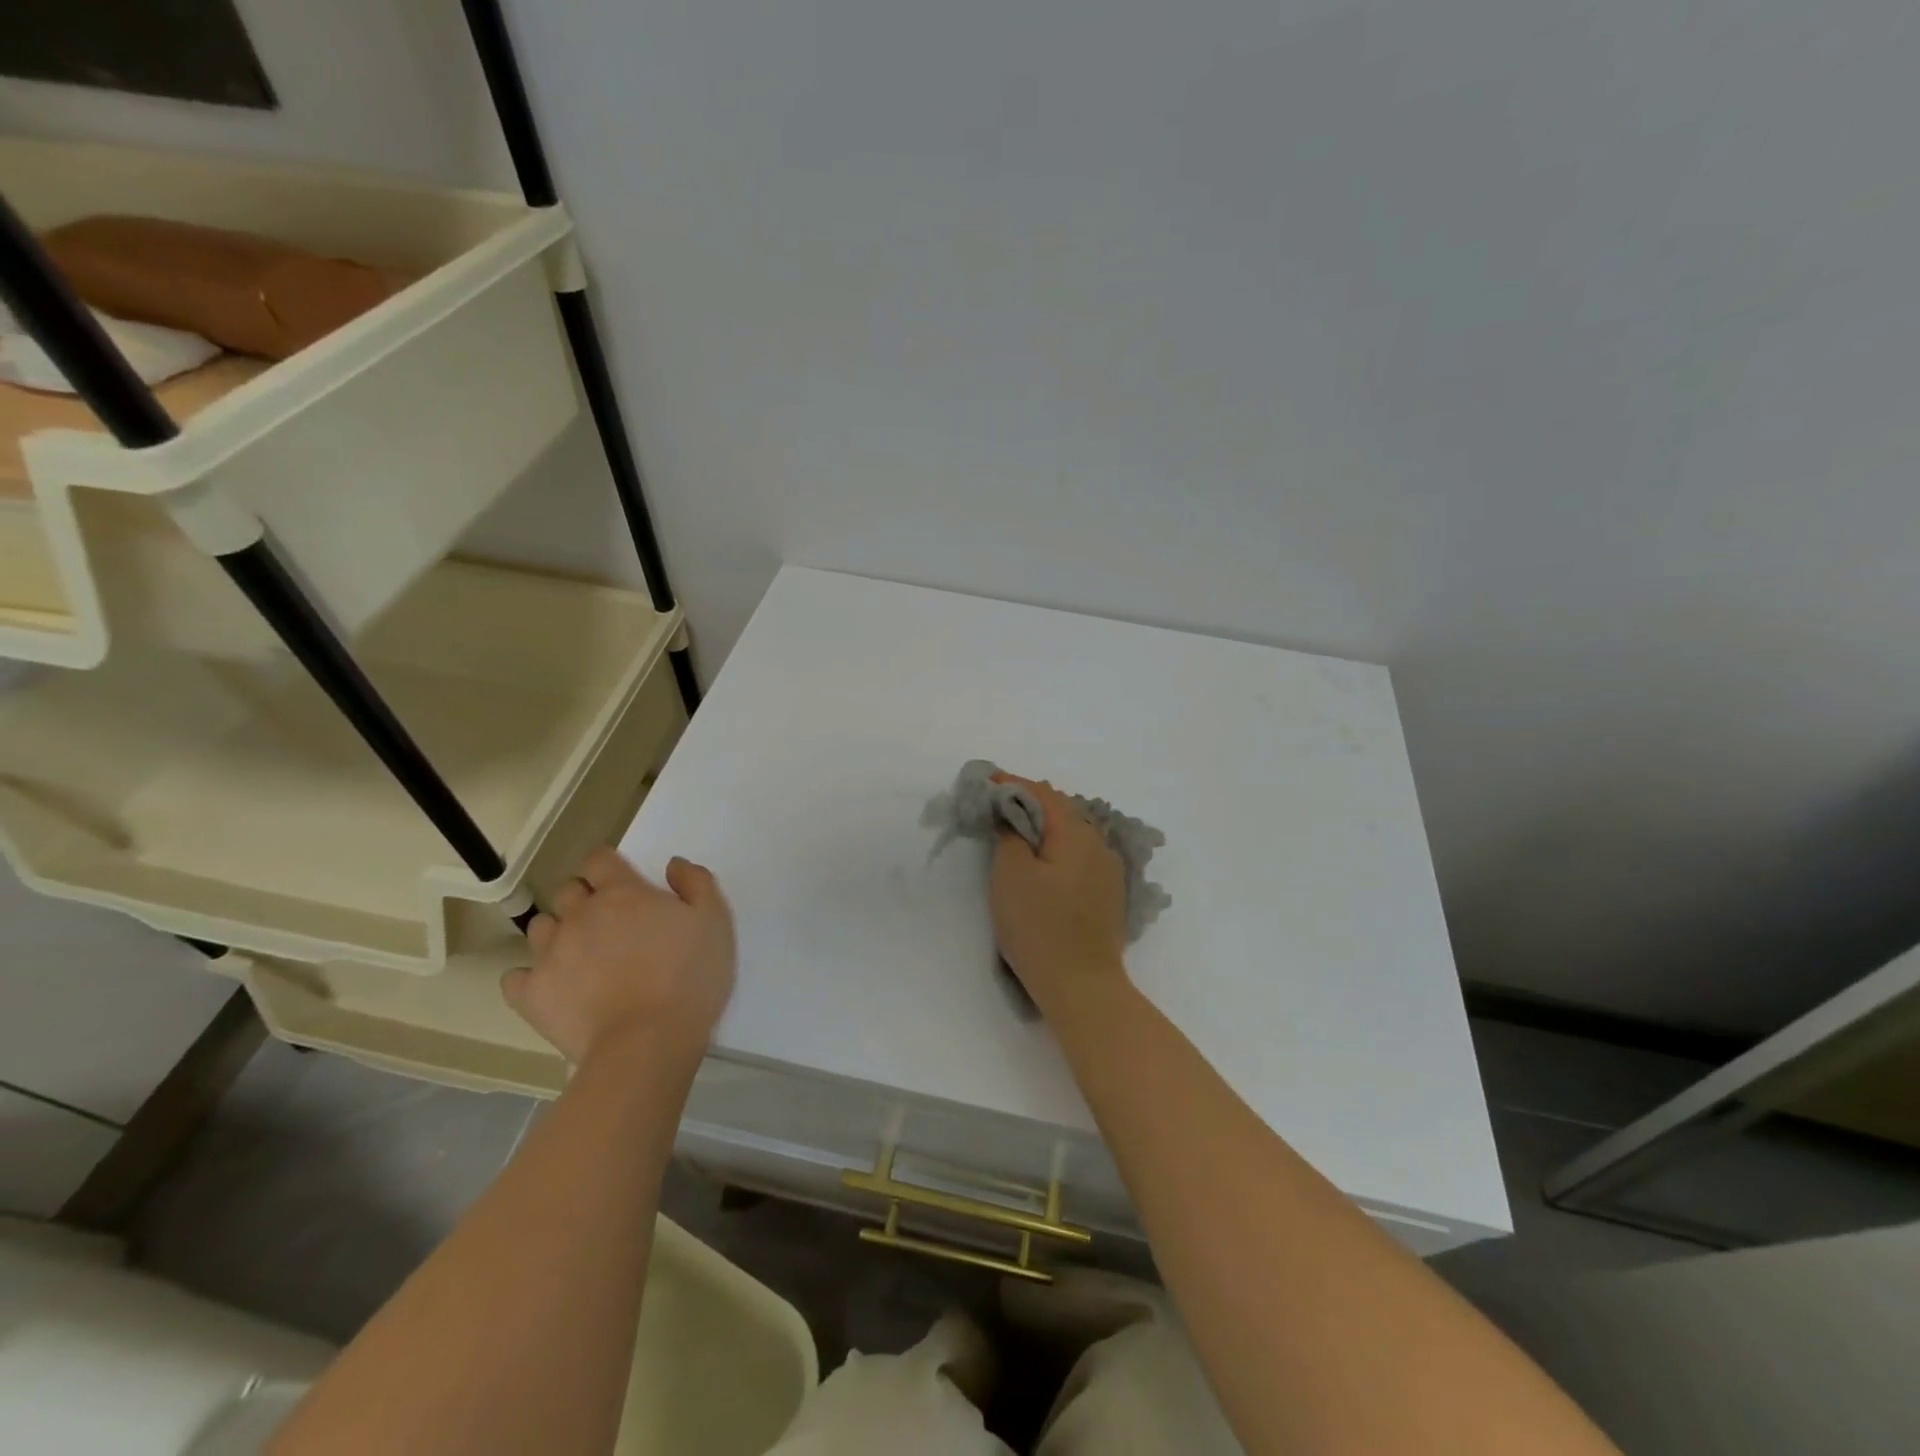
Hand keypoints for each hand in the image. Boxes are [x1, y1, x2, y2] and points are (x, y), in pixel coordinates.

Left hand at [502, 846, 735, 1066]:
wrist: (647, 1044)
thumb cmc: (689, 977)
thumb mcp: (714, 922)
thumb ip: (696, 883)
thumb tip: (672, 864)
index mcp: (622, 893)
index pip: (599, 859)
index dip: (608, 866)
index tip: (623, 882)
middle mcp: (579, 915)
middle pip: (567, 890)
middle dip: (584, 898)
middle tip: (609, 922)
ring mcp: (550, 954)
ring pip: (540, 927)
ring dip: (558, 932)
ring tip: (581, 955)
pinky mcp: (532, 995)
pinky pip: (516, 977)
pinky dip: (531, 977)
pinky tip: (553, 986)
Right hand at [989, 773, 1128, 1013]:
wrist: (1082, 987)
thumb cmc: (1039, 927)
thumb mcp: (1011, 875)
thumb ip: (1010, 835)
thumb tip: (1012, 815)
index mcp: (1076, 834)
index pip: (1044, 793)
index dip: (1013, 783)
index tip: (986, 781)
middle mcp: (1099, 844)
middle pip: (1063, 809)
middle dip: (1029, 802)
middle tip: (997, 804)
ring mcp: (1108, 871)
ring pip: (1073, 833)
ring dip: (1045, 825)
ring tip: (1017, 830)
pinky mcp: (1107, 895)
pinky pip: (1080, 855)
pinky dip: (1057, 848)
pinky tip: (1043, 861)